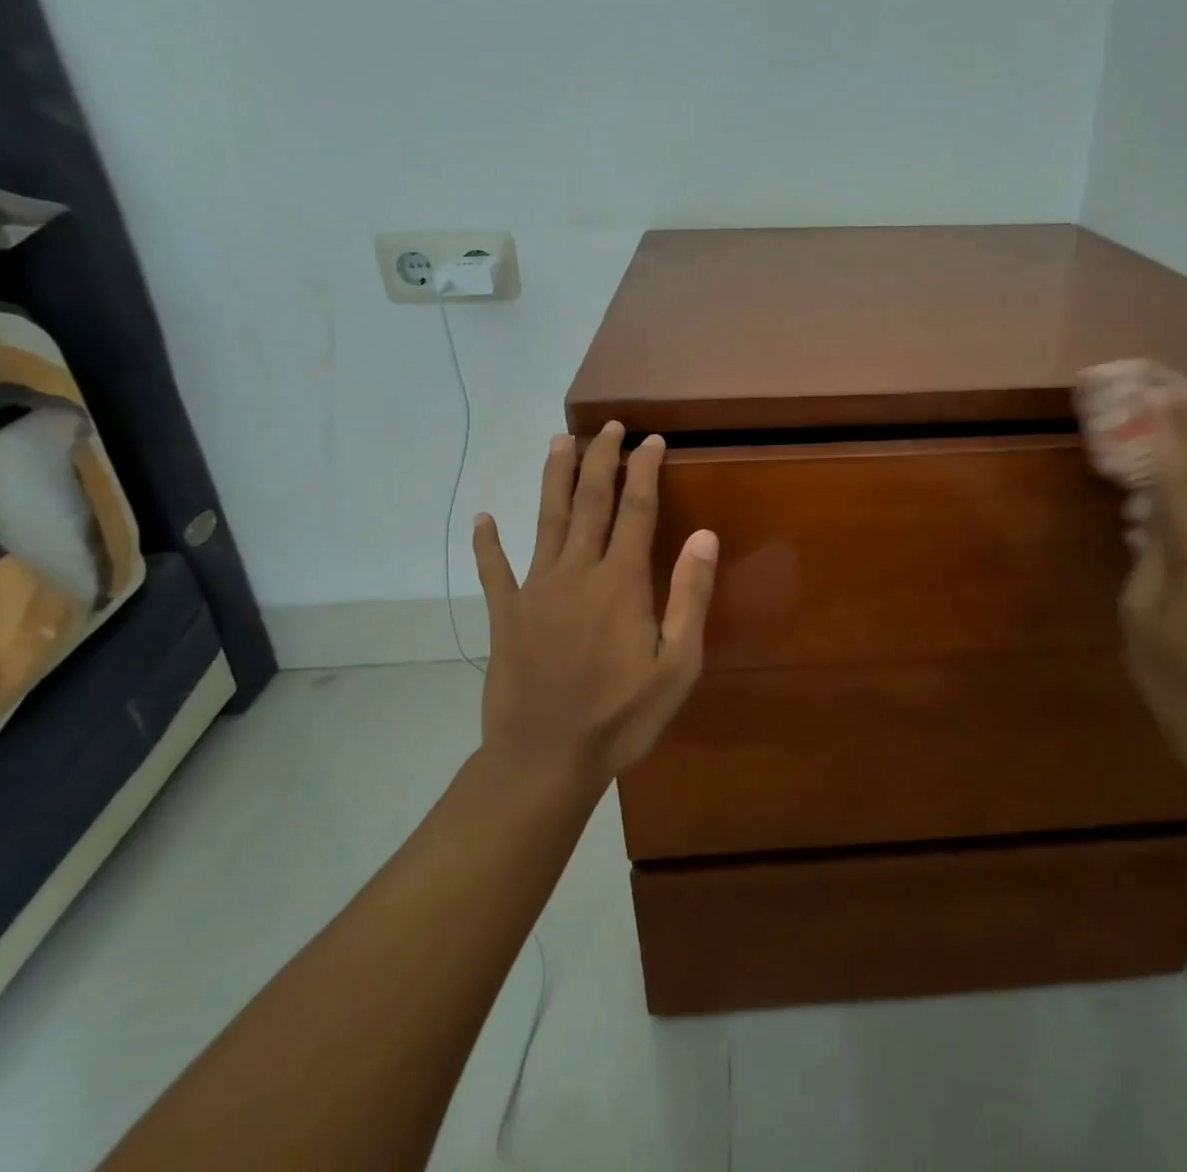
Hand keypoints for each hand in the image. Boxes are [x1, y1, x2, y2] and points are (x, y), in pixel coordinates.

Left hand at [472, 421, 718, 792]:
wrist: (545, 759)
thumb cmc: (621, 716)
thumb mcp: (677, 665)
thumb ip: (690, 596)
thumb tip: (705, 536)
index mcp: (621, 582)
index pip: (637, 509)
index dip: (645, 470)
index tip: (652, 441)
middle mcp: (577, 572)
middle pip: (590, 501)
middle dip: (601, 459)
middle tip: (608, 426)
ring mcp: (536, 590)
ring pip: (546, 519)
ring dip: (554, 477)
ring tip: (558, 441)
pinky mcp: (505, 614)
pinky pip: (494, 571)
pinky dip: (487, 544)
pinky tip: (481, 519)